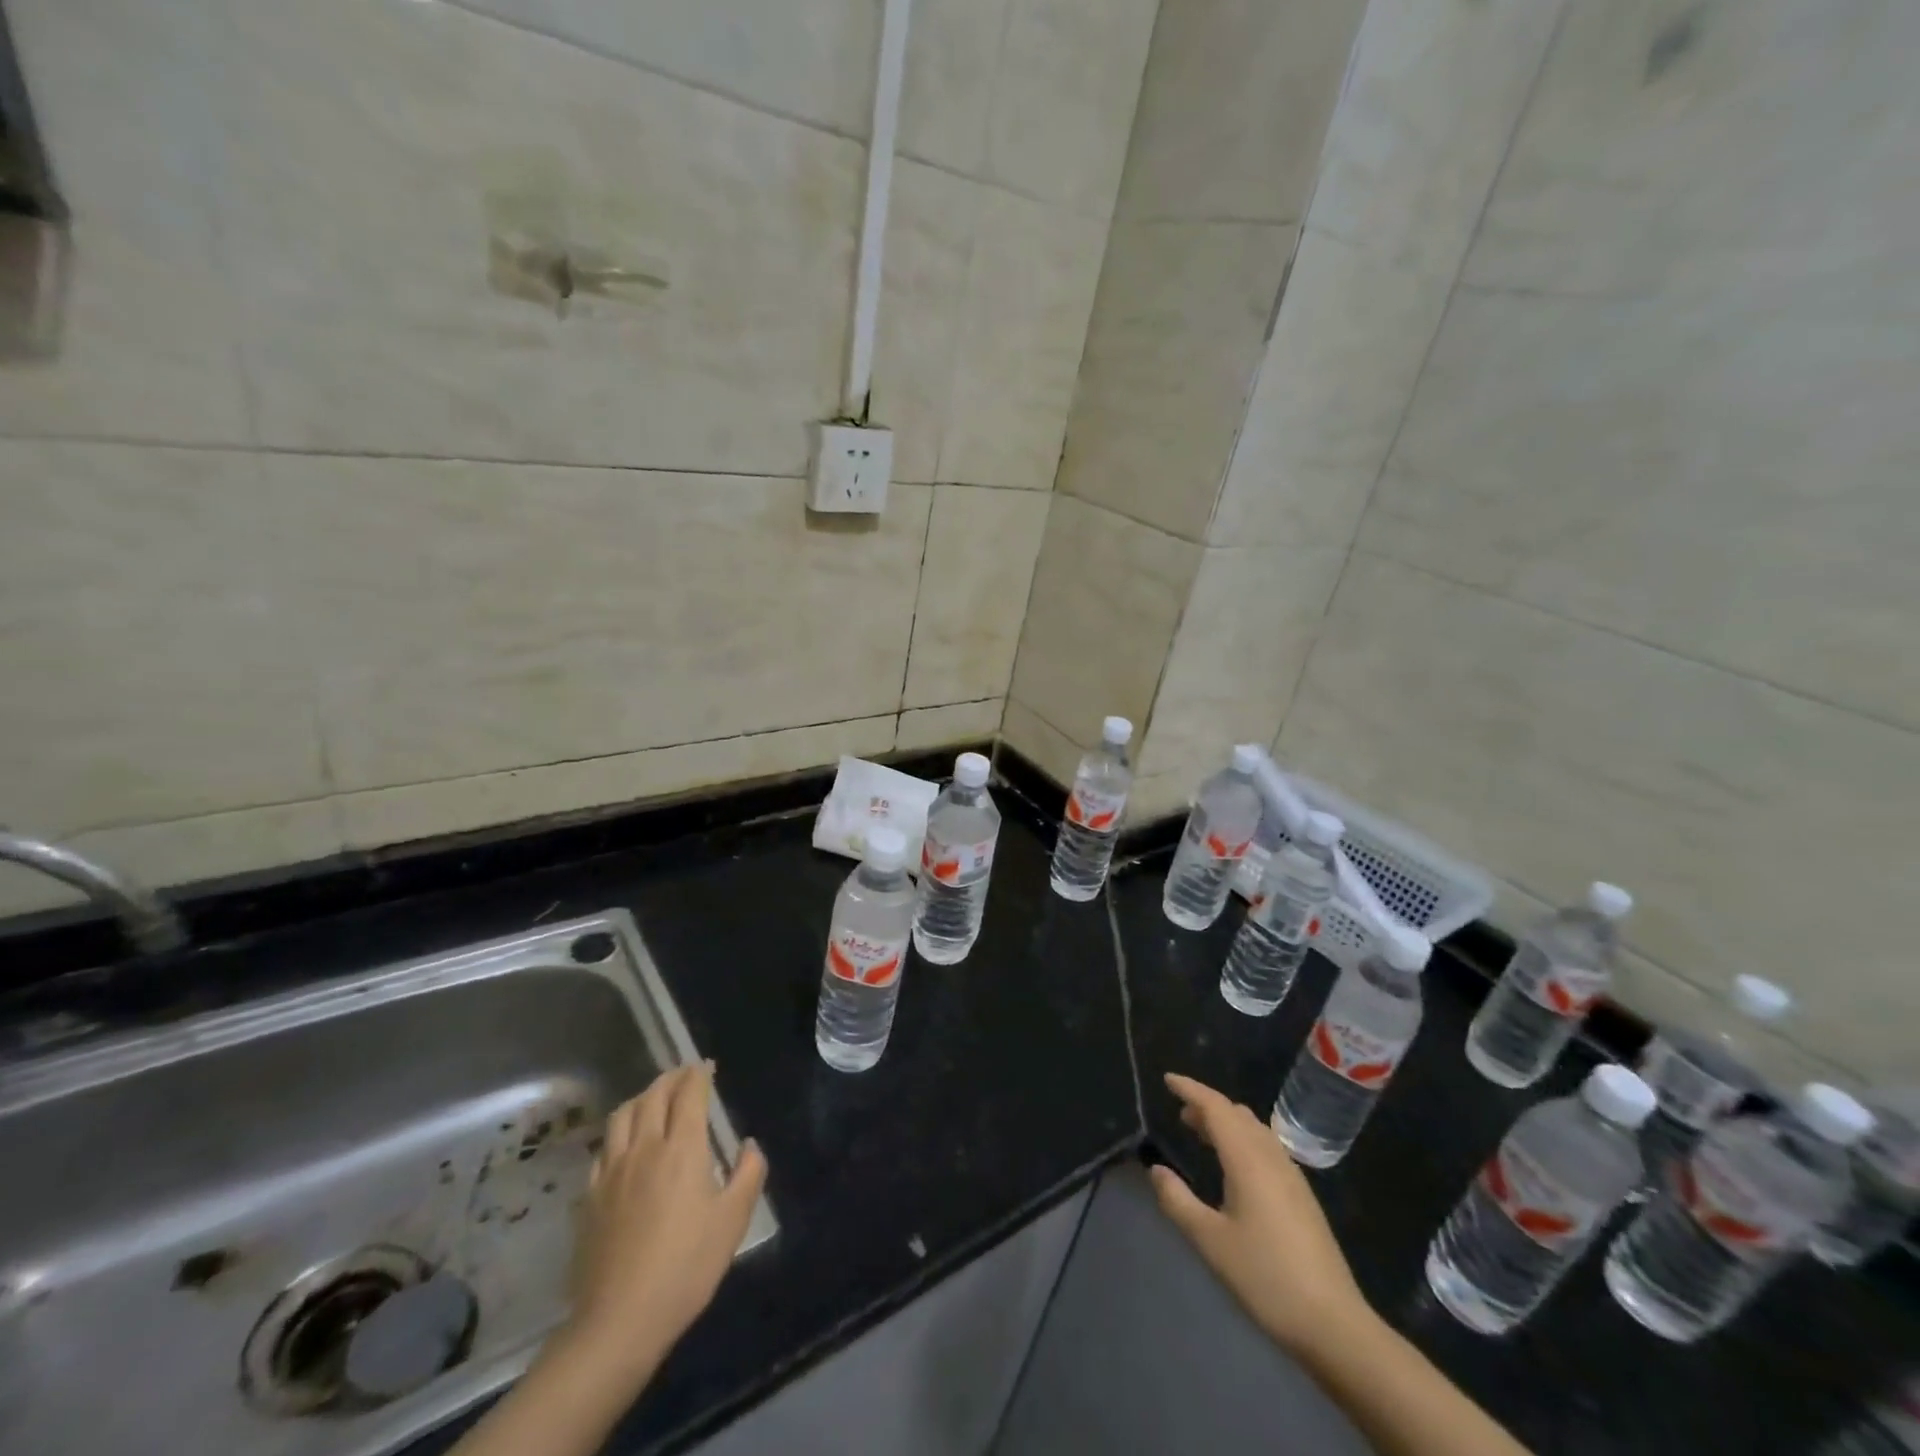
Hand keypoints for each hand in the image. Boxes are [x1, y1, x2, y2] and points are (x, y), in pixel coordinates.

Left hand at [564, 1063, 767, 1378]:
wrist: (619, 1320)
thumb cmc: (686, 1267)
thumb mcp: (733, 1221)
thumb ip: (748, 1173)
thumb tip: (749, 1144)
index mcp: (682, 1149)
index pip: (689, 1094)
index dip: (698, 1074)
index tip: (707, 1066)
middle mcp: (645, 1148)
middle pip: (653, 1096)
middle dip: (671, 1078)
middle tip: (685, 1075)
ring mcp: (612, 1172)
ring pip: (623, 1115)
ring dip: (642, 1097)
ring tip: (654, 1098)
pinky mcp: (590, 1197)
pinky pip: (604, 1147)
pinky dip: (619, 1131)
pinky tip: (625, 1143)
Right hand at [1150, 1073, 1371, 1357]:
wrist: (1333, 1323)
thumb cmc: (1266, 1277)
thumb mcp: (1210, 1241)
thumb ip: (1178, 1201)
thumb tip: (1156, 1169)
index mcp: (1248, 1160)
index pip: (1216, 1108)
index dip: (1191, 1089)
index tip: (1168, 1080)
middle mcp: (1271, 1157)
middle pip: (1237, 1114)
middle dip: (1208, 1106)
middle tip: (1180, 1112)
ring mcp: (1292, 1176)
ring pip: (1255, 1130)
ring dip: (1227, 1122)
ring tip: (1202, 1132)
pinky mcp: (1302, 1196)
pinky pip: (1267, 1147)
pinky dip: (1243, 1139)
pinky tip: (1235, 1166)